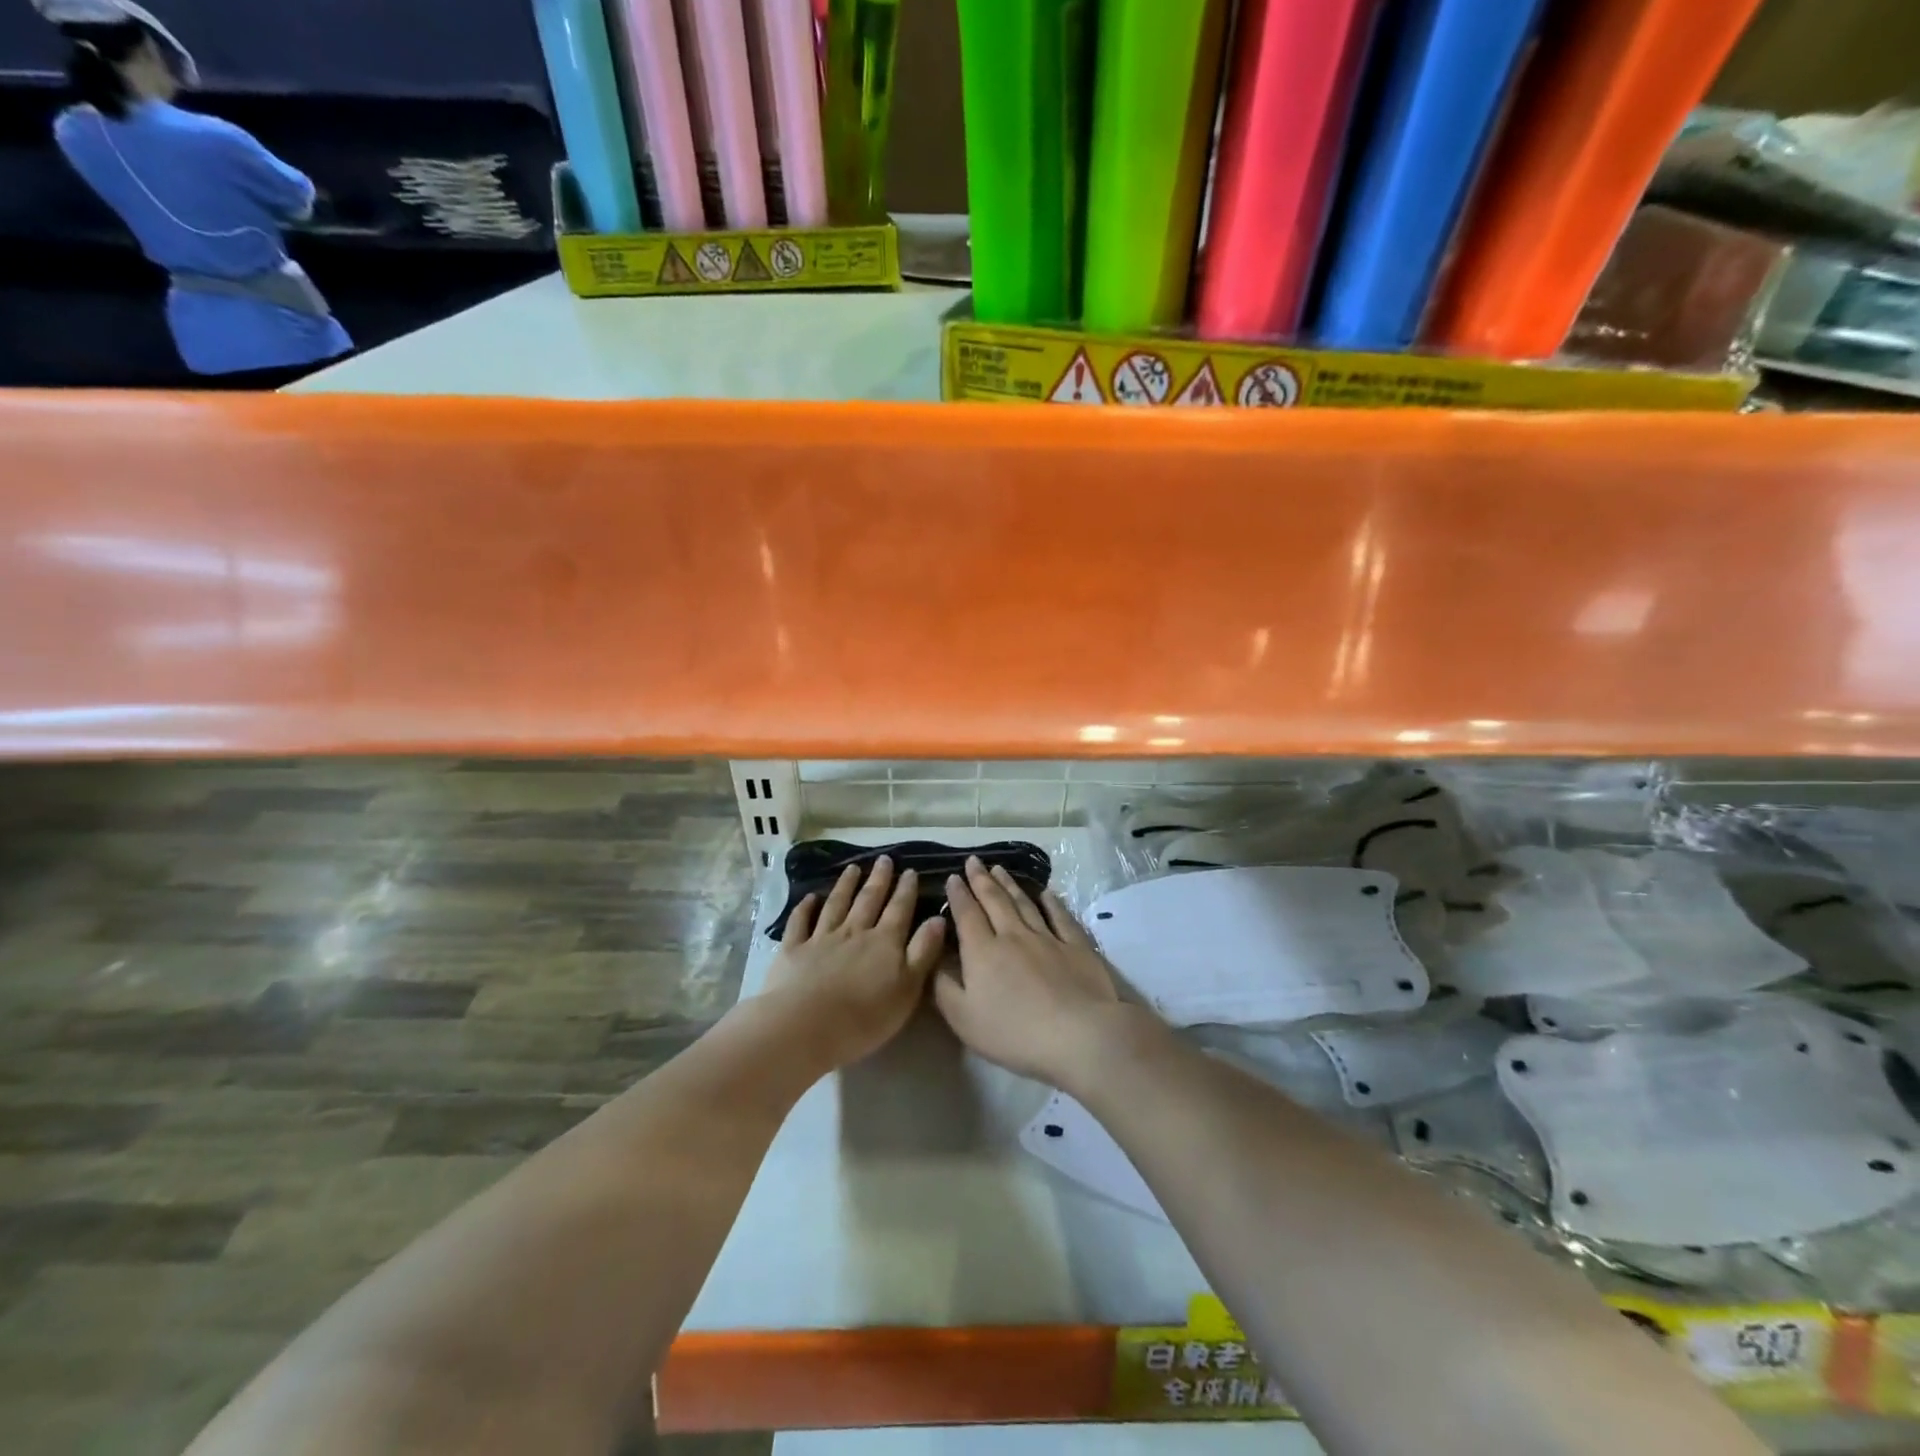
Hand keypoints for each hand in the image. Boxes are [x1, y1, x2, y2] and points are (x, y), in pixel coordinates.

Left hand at [763, 856, 946, 1067]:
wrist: (806, 1026)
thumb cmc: (865, 1016)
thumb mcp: (908, 988)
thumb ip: (923, 951)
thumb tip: (938, 918)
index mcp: (885, 942)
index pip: (899, 909)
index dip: (906, 890)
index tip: (910, 871)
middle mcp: (854, 932)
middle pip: (868, 900)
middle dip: (878, 879)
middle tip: (883, 859)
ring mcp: (821, 939)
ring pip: (836, 905)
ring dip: (845, 886)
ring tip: (853, 868)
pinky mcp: (793, 950)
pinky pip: (800, 923)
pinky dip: (805, 908)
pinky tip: (810, 898)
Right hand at [934, 856, 1130, 1089]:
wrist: (1078, 1034)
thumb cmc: (1014, 1033)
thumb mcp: (964, 1019)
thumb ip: (944, 987)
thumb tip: (933, 959)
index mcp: (983, 952)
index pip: (967, 915)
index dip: (959, 895)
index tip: (953, 876)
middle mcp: (1013, 936)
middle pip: (994, 901)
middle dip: (981, 879)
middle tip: (974, 861)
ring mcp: (1047, 938)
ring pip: (1024, 903)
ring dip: (1010, 884)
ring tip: (999, 869)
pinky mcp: (1076, 946)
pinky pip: (1060, 917)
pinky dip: (1052, 903)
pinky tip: (1047, 893)